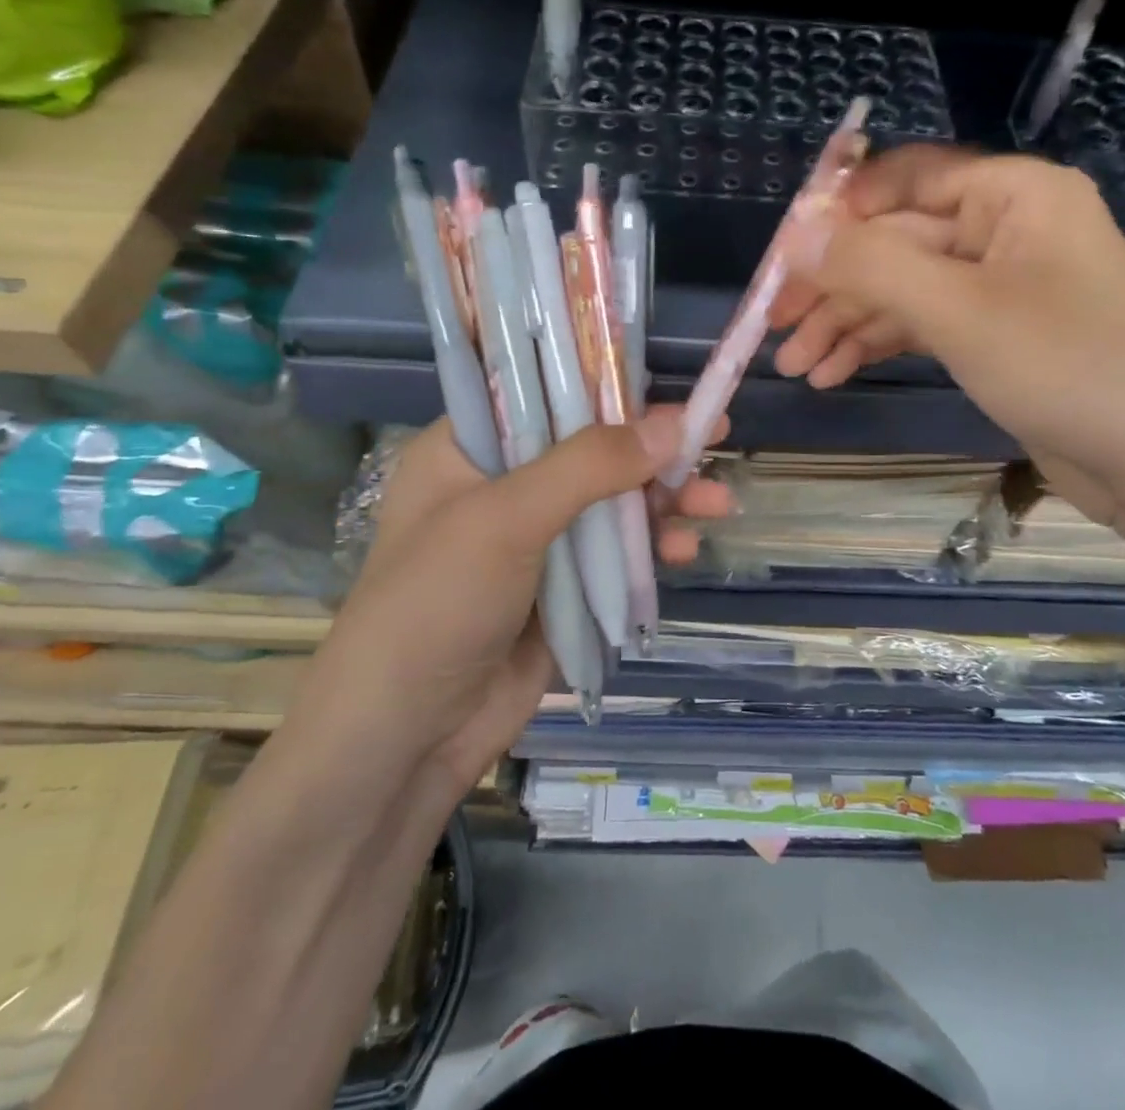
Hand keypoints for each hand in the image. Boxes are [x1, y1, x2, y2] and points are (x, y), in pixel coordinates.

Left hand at [285, 409, 728, 810]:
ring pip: (613, 502)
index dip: (606, 385)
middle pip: (591, 449)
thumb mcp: (507, 519)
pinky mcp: (563, 588)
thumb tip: (675, 424)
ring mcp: (536, 540)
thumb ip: (590, 466)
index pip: (544, 394)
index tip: (667, 387)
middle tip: (714, 438)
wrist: (407, 738)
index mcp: (468, 450)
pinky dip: (652, 547)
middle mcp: (503, 486)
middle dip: (653, 449)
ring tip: (717, 504)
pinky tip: (684, 551)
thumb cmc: (437, 603)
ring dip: (666, 500)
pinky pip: (618, 554)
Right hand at [770, 145, 1124, 525]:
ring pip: (903, 289)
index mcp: (1011, 194)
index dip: (837, 212)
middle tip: (773, 326)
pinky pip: (924, 325)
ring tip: (793, 366)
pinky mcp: (996, 335)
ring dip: (847, 323)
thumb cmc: (1068, 367)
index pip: (903, 180)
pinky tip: (834, 374)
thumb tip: (796, 234)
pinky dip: (879, 345)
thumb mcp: (958, 310)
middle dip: (833, 286)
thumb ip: (871, 265)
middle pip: (896, 241)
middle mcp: (1005, 228)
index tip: (781, 255)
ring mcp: (1000, 285)